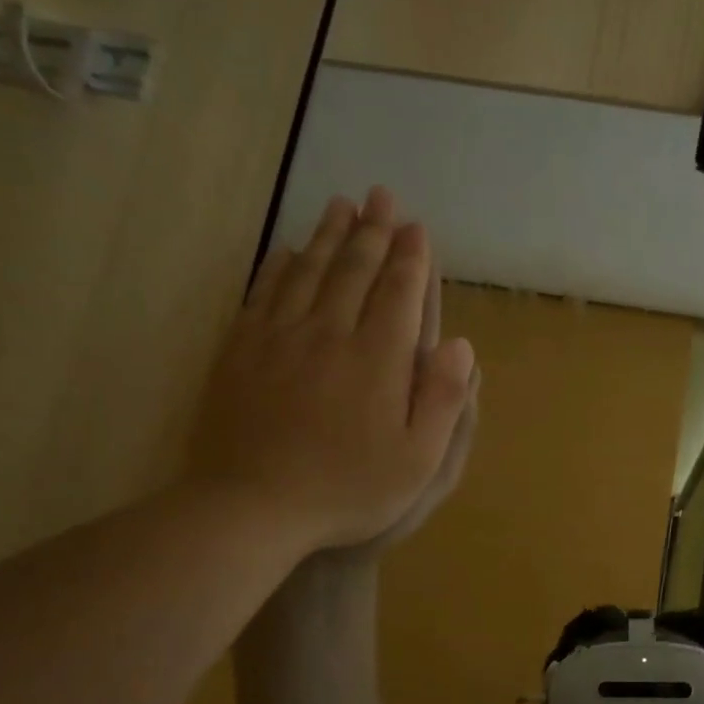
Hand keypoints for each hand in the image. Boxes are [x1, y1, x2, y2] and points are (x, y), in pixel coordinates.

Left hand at [186, 188, 475, 561]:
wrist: (253, 507)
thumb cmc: (348, 490)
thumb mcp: (418, 460)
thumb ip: (444, 399)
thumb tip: (462, 344)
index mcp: (378, 359)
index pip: (399, 293)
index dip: (412, 259)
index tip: (418, 228)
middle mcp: (330, 334)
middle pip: (354, 270)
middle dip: (373, 231)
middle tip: (382, 196)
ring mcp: (280, 338)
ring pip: (308, 271)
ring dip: (328, 235)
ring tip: (342, 206)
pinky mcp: (241, 351)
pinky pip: (265, 292)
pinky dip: (281, 265)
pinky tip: (288, 251)